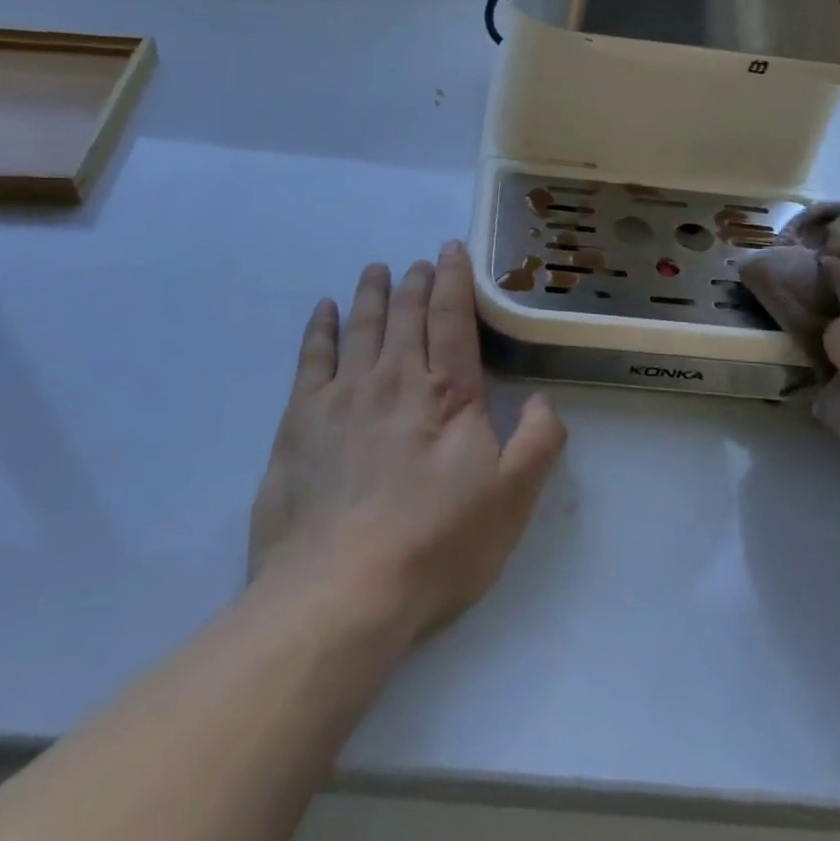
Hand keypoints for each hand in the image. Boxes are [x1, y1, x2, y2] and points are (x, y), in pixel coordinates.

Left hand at [248, 242, 566, 640]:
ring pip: (360, 326)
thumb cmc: (435, 545)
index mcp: (447, 393)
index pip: (452, 318)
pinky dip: (319, 328)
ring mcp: (342, 395)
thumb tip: (540, 399)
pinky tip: (324, 311)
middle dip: (415, 282)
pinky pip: (311, 357)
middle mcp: (394, 379)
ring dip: (372, 294)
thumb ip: (538, 440)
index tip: (451, 250)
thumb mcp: (512, 499)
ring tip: (377, 270)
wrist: (340, 590)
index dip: (454, 279)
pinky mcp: (299, 420)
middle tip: (418, 261)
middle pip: (406, 315)